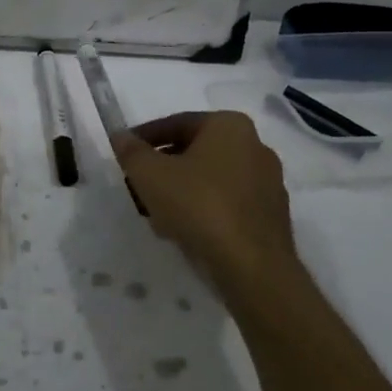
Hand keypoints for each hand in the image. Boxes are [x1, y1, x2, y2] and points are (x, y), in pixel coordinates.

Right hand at [112, 111, 298, 300]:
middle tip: (138, 186)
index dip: (145, 138)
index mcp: (229, 126)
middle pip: (195, 151)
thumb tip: (120, 136)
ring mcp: (268, 183)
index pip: (177, 123)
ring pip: (211, 179)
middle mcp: (255, 146)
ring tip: (156, 214)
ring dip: (181, 191)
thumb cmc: (199, 206)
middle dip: (163, 168)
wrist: (252, 267)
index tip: (125, 155)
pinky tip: (183, 231)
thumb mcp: (150, 175)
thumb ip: (131, 151)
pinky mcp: (271, 216)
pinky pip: (227, 204)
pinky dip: (204, 210)